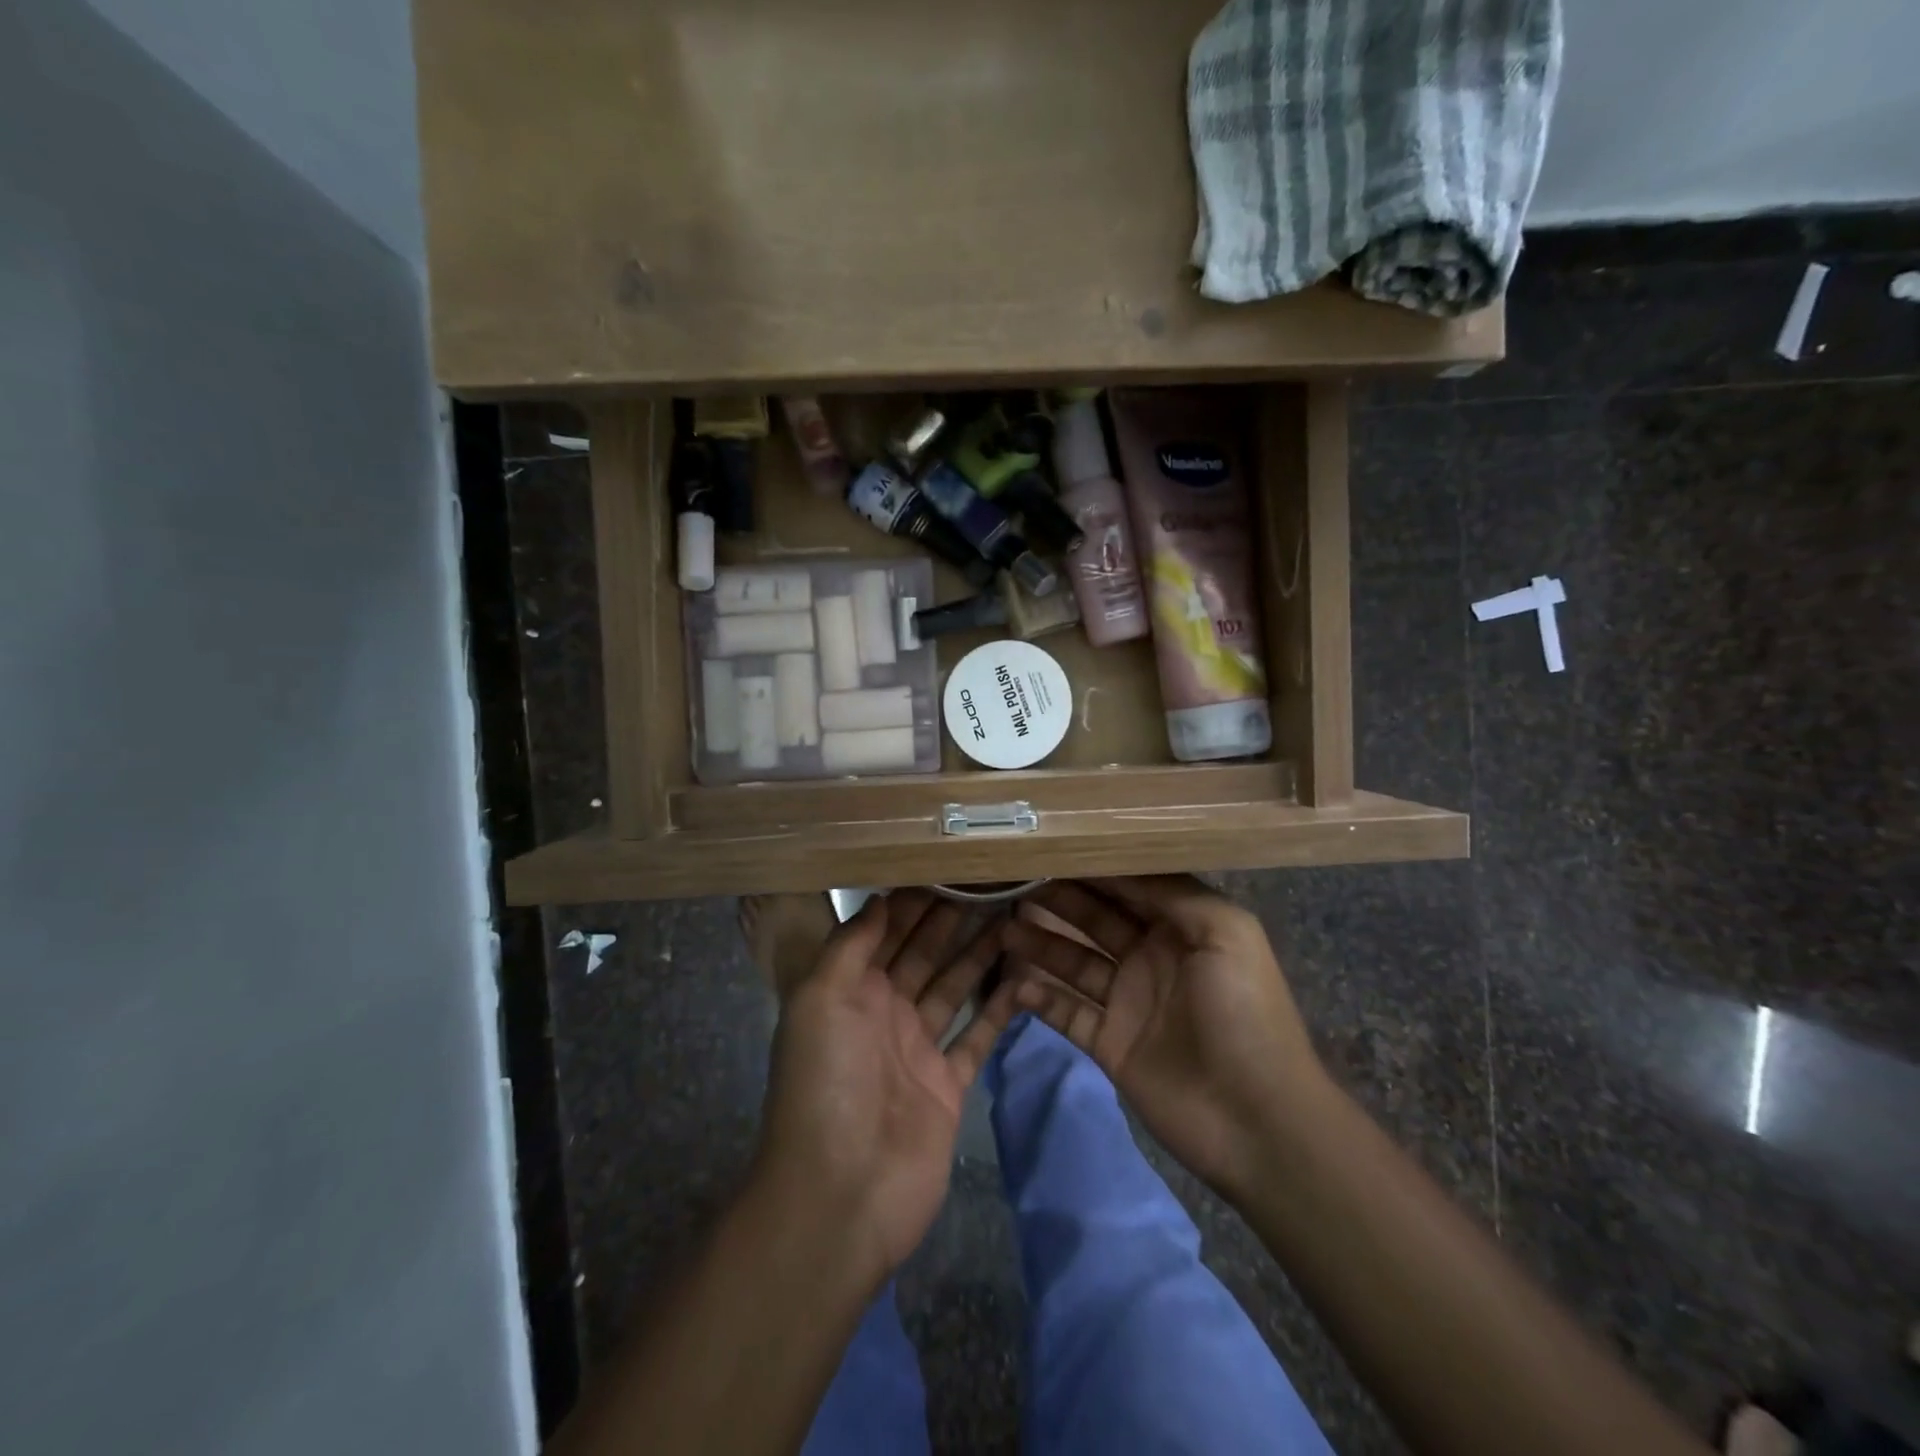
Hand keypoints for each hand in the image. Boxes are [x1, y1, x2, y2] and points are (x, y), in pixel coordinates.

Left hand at [753, 891, 1016, 1283]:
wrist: (841, 1193)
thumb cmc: (826, 1083)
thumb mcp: (820, 1000)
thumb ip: (850, 947)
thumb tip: (879, 899)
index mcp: (850, 991)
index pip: (886, 933)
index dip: (914, 902)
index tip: (949, 868)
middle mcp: (884, 1013)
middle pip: (924, 954)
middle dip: (951, 920)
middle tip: (991, 884)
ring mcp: (918, 1049)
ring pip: (954, 988)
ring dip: (979, 955)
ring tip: (1014, 918)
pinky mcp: (948, 1085)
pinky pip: (976, 1037)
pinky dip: (998, 1010)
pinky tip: (1024, 978)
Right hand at [1002, 876, 1327, 1197]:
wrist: (1257, 1120)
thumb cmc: (1244, 1013)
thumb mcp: (1226, 933)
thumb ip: (1174, 892)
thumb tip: (1118, 860)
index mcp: (1181, 928)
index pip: (1128, 887)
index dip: (1091, 868)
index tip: (1049, 847)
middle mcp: (1150, 957)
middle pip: (1094, 919)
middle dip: (1057, 899)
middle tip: (1012, 881)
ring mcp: (1128, 1001)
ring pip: (1074, 962)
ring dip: (1040, 944)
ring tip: (1002, 927)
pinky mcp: (1110, 1043)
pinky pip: (1067, 1013)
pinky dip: (1041, 998)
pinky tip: (1014, 982)